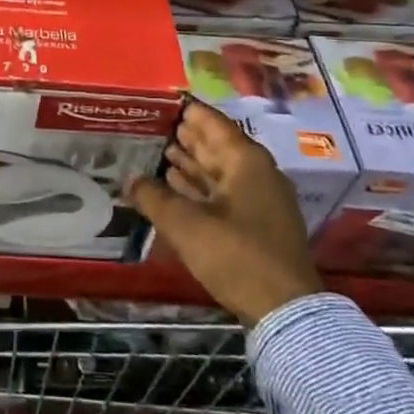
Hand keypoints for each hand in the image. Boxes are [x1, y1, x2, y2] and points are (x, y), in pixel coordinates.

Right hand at [124, 100, 323, 327]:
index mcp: (246, 161)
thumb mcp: (185, 224)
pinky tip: (176, 185)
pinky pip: (223, 193)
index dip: (187, 111)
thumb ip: (153, 197)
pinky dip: (200, 187)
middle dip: (187, 136)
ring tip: (161, 151)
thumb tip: (129, 178)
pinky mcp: (258, 225)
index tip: (162, 102)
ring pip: (220, 171)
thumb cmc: (235, 255)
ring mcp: (260, 200)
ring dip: (192, 162)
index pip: (213, 123)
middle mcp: (257, 173)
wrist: (285, 311)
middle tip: (154, 125)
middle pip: (217, 146)